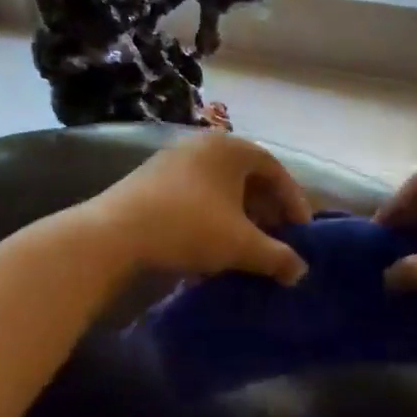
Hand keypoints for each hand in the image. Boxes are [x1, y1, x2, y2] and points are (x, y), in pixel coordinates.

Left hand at [87, 132, 312, 284]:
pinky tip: (212, 245)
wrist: (114, 234)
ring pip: (220, 187)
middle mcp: (203, 145)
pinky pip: (196, 195)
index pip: (275, 170)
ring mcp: (173, 160)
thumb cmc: (189, 227)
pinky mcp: (151, 180)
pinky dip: (213, 217)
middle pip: (247, 177)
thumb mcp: (241, 245)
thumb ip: (277, 256)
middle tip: (277, 238)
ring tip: (247, 246)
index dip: (294, 201)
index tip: (301, 232)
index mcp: (230, 148)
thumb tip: (300, 272)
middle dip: (266, 210)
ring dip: (239, 216)